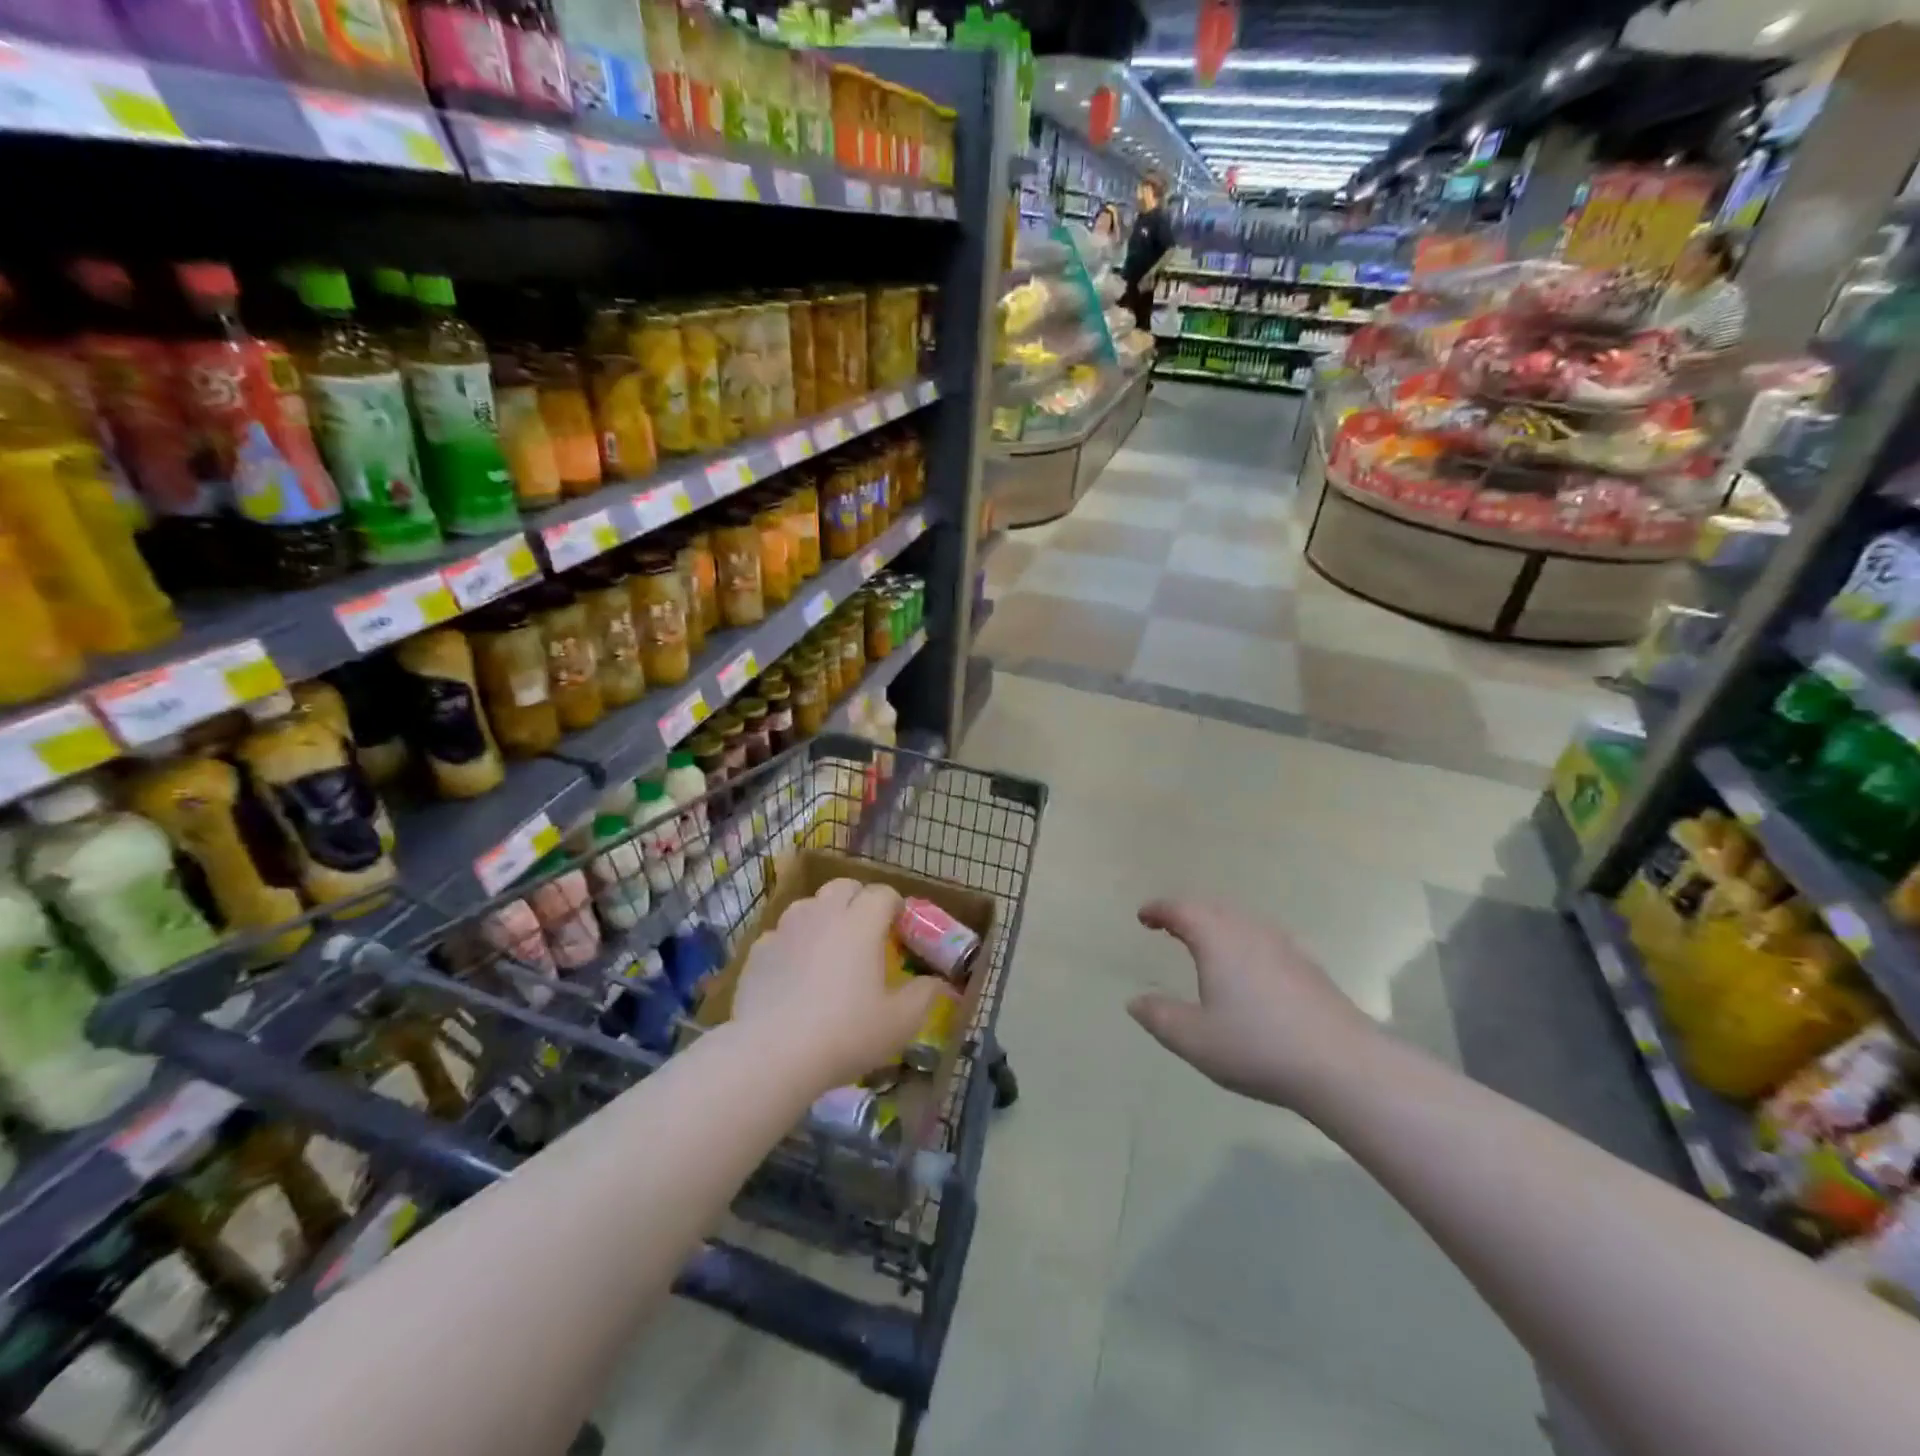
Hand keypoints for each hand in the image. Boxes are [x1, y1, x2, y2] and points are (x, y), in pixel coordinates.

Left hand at [730, 878, 948, 1089]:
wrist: (771, 1054)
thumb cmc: (845, 1034)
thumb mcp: (899, 1023)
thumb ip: (924, 996)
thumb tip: (938, 982)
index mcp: (861, 923)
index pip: (883, 893)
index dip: (895, 906)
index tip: (900, 929)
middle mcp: (823, 914)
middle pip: (844, 887)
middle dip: (859, 900)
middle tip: (866, 933)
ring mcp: (786, 929)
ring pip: (810, 905)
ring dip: (824, 916)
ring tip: (829, 948)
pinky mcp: (758, 950)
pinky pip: (782, 934)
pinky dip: (793, 943)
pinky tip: (794, 973)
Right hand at [1128, 898, 1375, 1106]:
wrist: (1343, 1065)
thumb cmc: (1257, 1046)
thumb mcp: (1194, 1039)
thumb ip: (1159, 1017)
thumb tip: (1135, 1001)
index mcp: (1217, 938)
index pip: (1181, 909)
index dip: (1159, 910)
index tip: (1143, 917)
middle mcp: (1249, 930)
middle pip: (1212, 908)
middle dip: (1187, 913)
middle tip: (1169, 926)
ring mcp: (1284, 945)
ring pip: (1242, 921)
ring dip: (1217, 925)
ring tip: (1205, 944)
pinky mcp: (1309, 965)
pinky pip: (1264, 938)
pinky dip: (1244, 941)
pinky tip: (1250, 967)